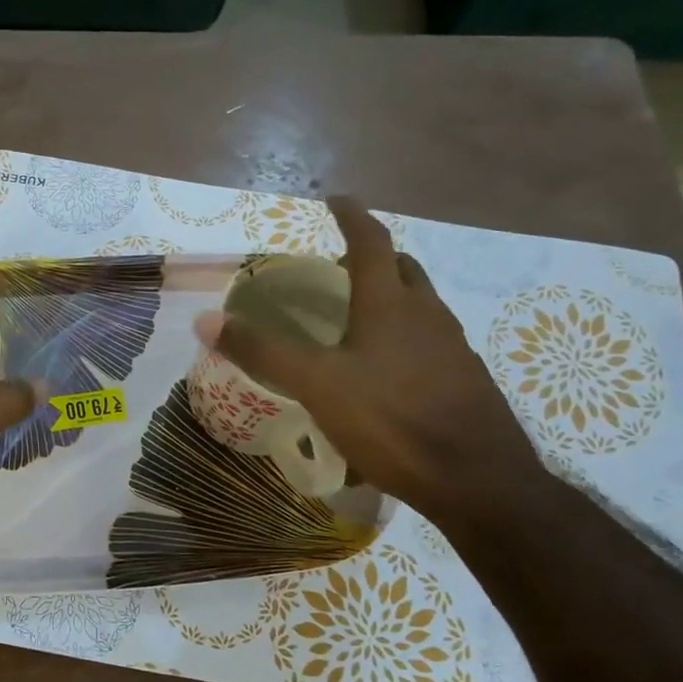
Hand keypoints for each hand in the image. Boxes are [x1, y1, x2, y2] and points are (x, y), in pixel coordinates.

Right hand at [195, 197, 542, 528]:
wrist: (478, 481)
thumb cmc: (393, 421)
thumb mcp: (317, 384)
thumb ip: (263, 351)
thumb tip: (204, 319)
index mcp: (390, 304)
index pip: (371, 241)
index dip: (352, 216)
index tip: (336, 199)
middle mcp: (427, 315)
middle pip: (402, 269)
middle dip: (373, 258)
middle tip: (339, 268)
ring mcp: (453, 349)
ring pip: (420, 307)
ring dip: (390, 299)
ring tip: (356, 321)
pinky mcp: (465, 382)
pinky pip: (430, 344)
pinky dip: (404, 339)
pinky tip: (384, 375)